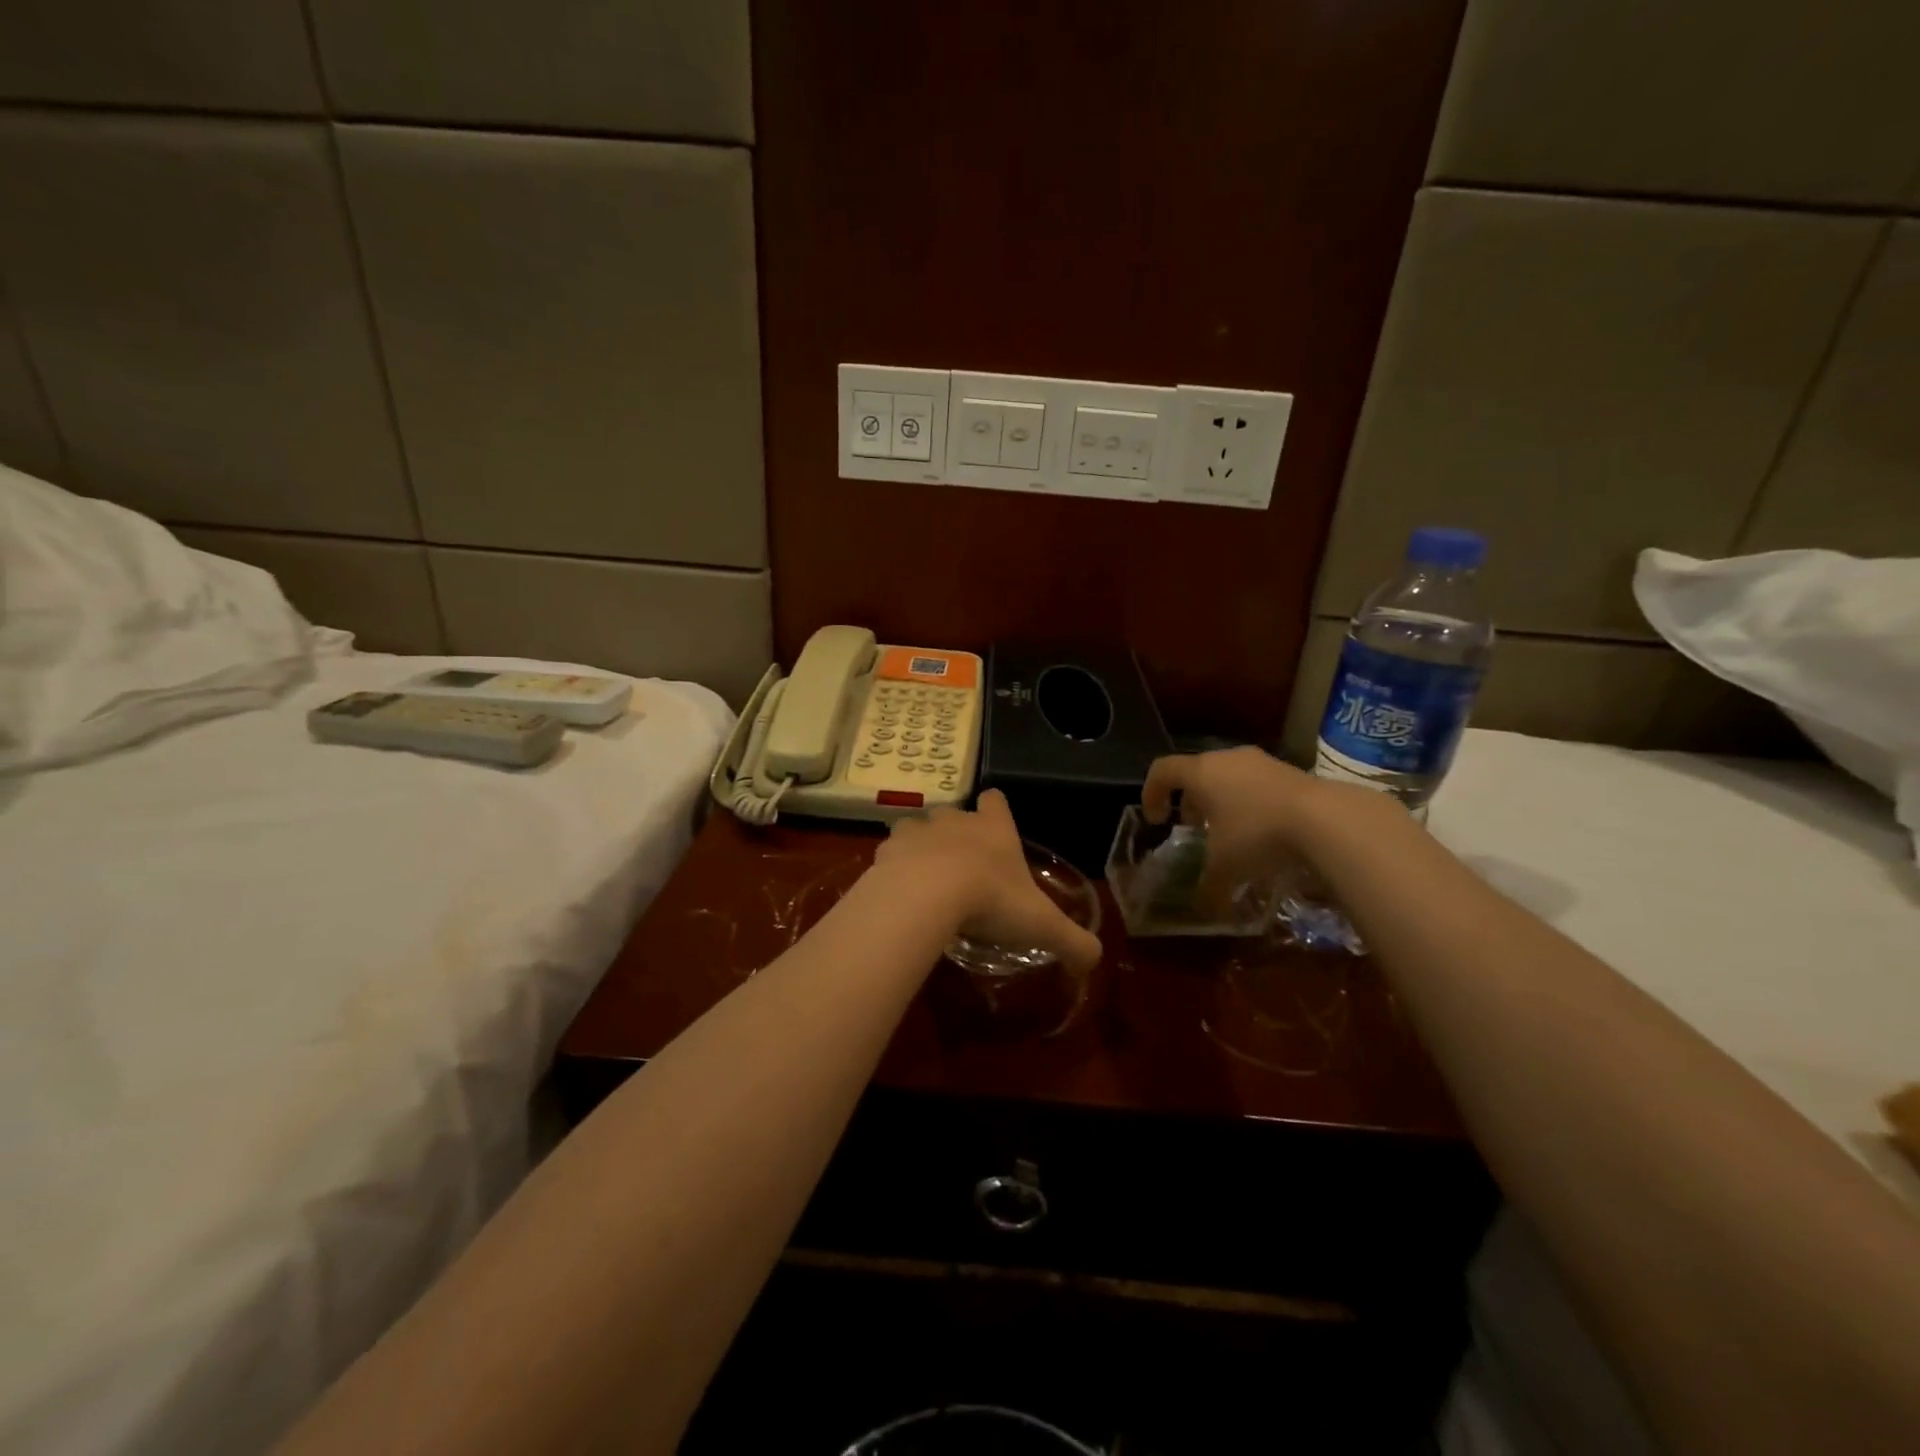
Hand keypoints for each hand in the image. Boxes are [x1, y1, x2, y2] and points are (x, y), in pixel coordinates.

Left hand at [874, 790, 1102, 974]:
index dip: (996, 811)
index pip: (996, 801)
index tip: (995, 827)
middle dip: (956, 834)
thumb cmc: (991, 900)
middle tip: (961, 868)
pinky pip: (890, 852)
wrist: (926, 894)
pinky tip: (898, 892)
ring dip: (920, 847)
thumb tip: (1094, 960)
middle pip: (954, 814)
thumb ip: (1073, 942)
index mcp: (994, 829)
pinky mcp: (887, 849)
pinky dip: (893, 867)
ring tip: (924, 879)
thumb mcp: (1042, 926)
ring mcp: (918, 830)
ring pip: (918, 828)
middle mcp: (955, 820)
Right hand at [1142, 746, 1389, 904]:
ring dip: (1221, 801)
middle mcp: (1227, 759)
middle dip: (1189, 801)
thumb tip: (1202, 911)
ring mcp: (1261, 761)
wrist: (1327, 819)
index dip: (1151, 793)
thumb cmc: (1258, 834)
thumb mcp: (1226, 868)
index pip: (1162, 770)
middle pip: (1196, 772)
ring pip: (1228, 776)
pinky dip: (1249, 802)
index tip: (1156, 820)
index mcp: (1201, 773)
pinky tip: (1263, 831)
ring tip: (1229, 832)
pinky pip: (1256, 783)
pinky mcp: (1290, 770)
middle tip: (1193, 829)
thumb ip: (1208, 888)